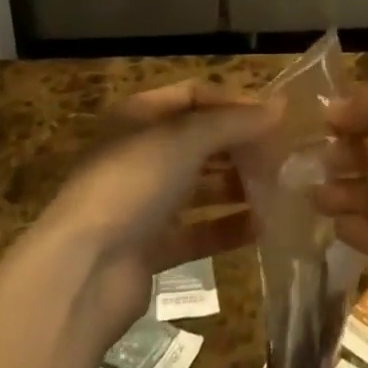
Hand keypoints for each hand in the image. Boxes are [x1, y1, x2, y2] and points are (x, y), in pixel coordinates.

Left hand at [34, 80, 281, 338]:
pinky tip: (262, 227)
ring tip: (281, 189)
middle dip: (241, 145)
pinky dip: (227, 227)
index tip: (276, 116)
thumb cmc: (133, 183)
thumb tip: (280, 106)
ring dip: (238, 186)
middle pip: (200, 141)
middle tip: (284, 154)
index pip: (195, 95)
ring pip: (201, 186)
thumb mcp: (186, 139)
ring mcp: (144, 202)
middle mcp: (141, 154)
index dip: (235, 102)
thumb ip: (234, 122)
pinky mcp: (151, 247)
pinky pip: (198, 230)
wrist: (83, 272)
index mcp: (140, 117)